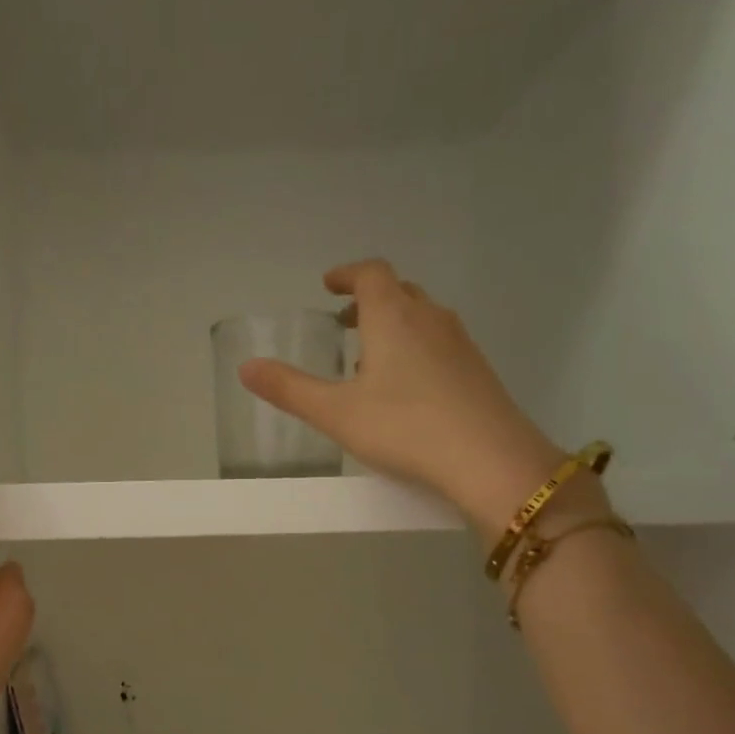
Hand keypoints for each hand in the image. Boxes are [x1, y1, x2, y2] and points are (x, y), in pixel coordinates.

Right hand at [239, 259, 568, 532]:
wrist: (489, 459)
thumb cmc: (403, 428)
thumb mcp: (335, 412)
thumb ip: (289, 389)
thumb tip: (245, 367)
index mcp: (393, 317)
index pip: (370, 274)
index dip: (347, 274)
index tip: (329, 284)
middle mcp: (430, 318)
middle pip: (399, 291)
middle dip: (369, 300)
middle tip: (345, 321)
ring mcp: (460, 343)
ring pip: (422, 317)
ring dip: (394, 324)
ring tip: (370, 357)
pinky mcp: (477, 370)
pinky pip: (440, 342)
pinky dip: (416, 347)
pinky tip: (406, 388)